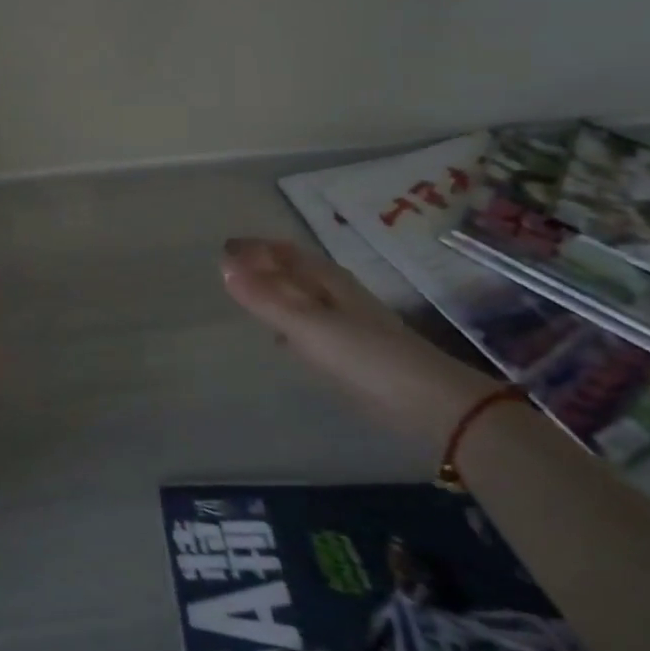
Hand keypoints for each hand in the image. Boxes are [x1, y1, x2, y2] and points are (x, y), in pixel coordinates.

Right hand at [219, 237, 493, 442]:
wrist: (426, 402)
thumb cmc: (362, 355)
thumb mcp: (306, 324)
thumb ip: (264, 298)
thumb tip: (223, 264)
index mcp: (327, 279)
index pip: (285, 252)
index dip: (255, 248)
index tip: (224, 248)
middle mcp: (337, 294)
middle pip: (295, 272)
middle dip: (265, 267)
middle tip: (231, 268)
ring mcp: (346, 322)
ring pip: (303, 298)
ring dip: (277, 293)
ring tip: (249, 296)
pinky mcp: (351, 351)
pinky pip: (310, 326)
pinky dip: (290, 323)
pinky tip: (282, 338)